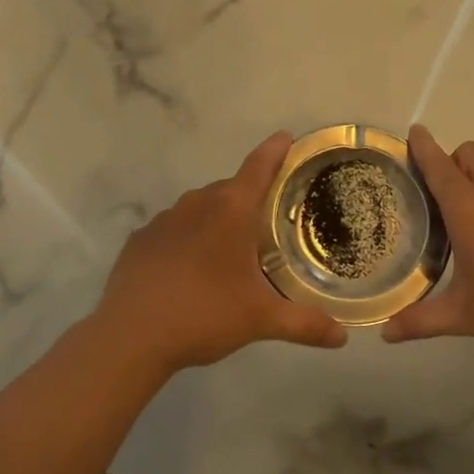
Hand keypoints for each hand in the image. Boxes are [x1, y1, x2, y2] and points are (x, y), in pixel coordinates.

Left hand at [92, 131, 348, 374]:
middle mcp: (197, 203)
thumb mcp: (260, 320)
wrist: (131, 335)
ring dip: (216, 220)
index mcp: (231, 210)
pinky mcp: (140, 239)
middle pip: (231, 190)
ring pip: (199, 208)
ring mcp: (164, 219)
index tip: (286, 136)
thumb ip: (304, 324)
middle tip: (266, 223)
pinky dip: (186, 239)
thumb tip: (342, 337)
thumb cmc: (204, 314)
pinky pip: (173, 229)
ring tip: (228, 251)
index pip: (259, 166)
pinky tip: (188, 269)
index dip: (275, 150)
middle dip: (249, 200)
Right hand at [382, 125, 473, 363]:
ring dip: (472, 183)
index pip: (440, 167)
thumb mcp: (464, 316)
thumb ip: (421, 321)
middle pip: (470, 155)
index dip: (424, 147)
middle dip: (449, 159)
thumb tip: (384, 333)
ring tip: (454, 221)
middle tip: (429, 190)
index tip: (412, 131)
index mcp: (470, 210)